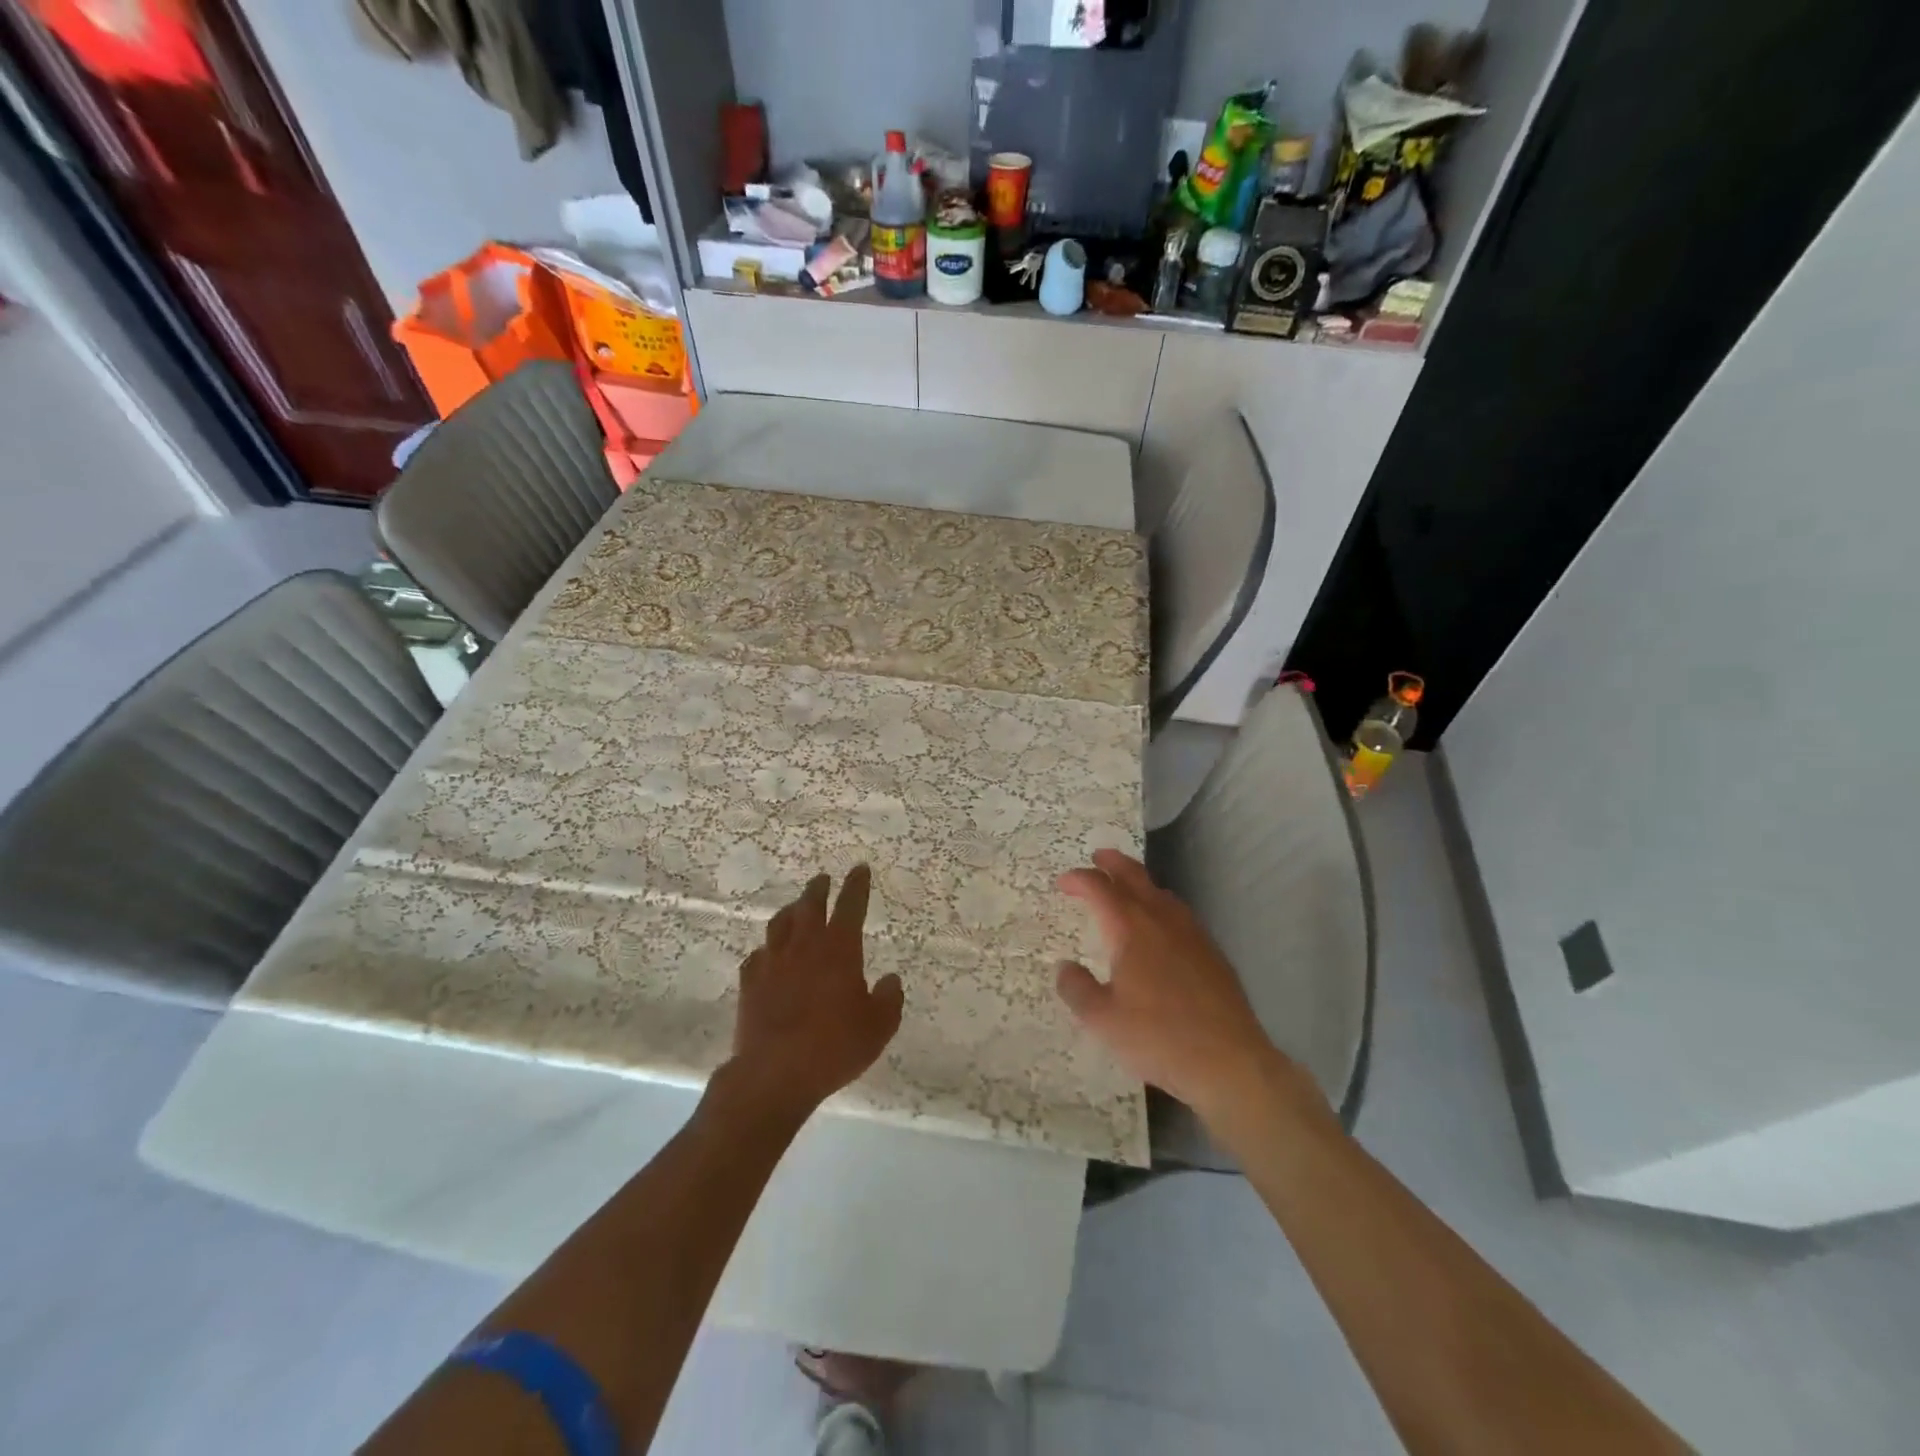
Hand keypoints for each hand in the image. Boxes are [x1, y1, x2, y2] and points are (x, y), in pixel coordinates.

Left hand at [728, 866, 903, 1122]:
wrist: (774, 1072)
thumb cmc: (835, 1047)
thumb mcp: (878, 1027)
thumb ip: (889, 999)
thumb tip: (890, 980)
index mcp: (840, 949)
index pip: (851, 905)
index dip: (857, 885)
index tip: (860, 869)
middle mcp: (805, 946)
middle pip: (810, 905)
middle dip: (819, 889)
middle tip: (823, 879)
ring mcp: (773, 962)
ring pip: (780, 924)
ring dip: (791, 911)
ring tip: (795, 908)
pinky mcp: (749, 983)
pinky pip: (758, 955)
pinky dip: (767, 950)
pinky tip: (768, 955)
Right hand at [1055, 849, 1288, 1119]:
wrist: (1229, 1061)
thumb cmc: (1158, 1037)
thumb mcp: (1102, 1020)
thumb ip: (1077, 989)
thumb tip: (1064, 967)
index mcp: (1131, 929)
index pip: (1100, 889)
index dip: (1079, 880)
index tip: (1064, 883)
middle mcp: (1162, 920)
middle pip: (1135, 877)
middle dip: (1113, 863)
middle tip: (1097, 857)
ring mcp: (1192, 934)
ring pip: (1161, 892)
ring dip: (1139, 882)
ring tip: (1127, 887)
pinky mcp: (1212, 952)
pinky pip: (1179, 913)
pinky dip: (1160, 905)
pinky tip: (1161, 926)